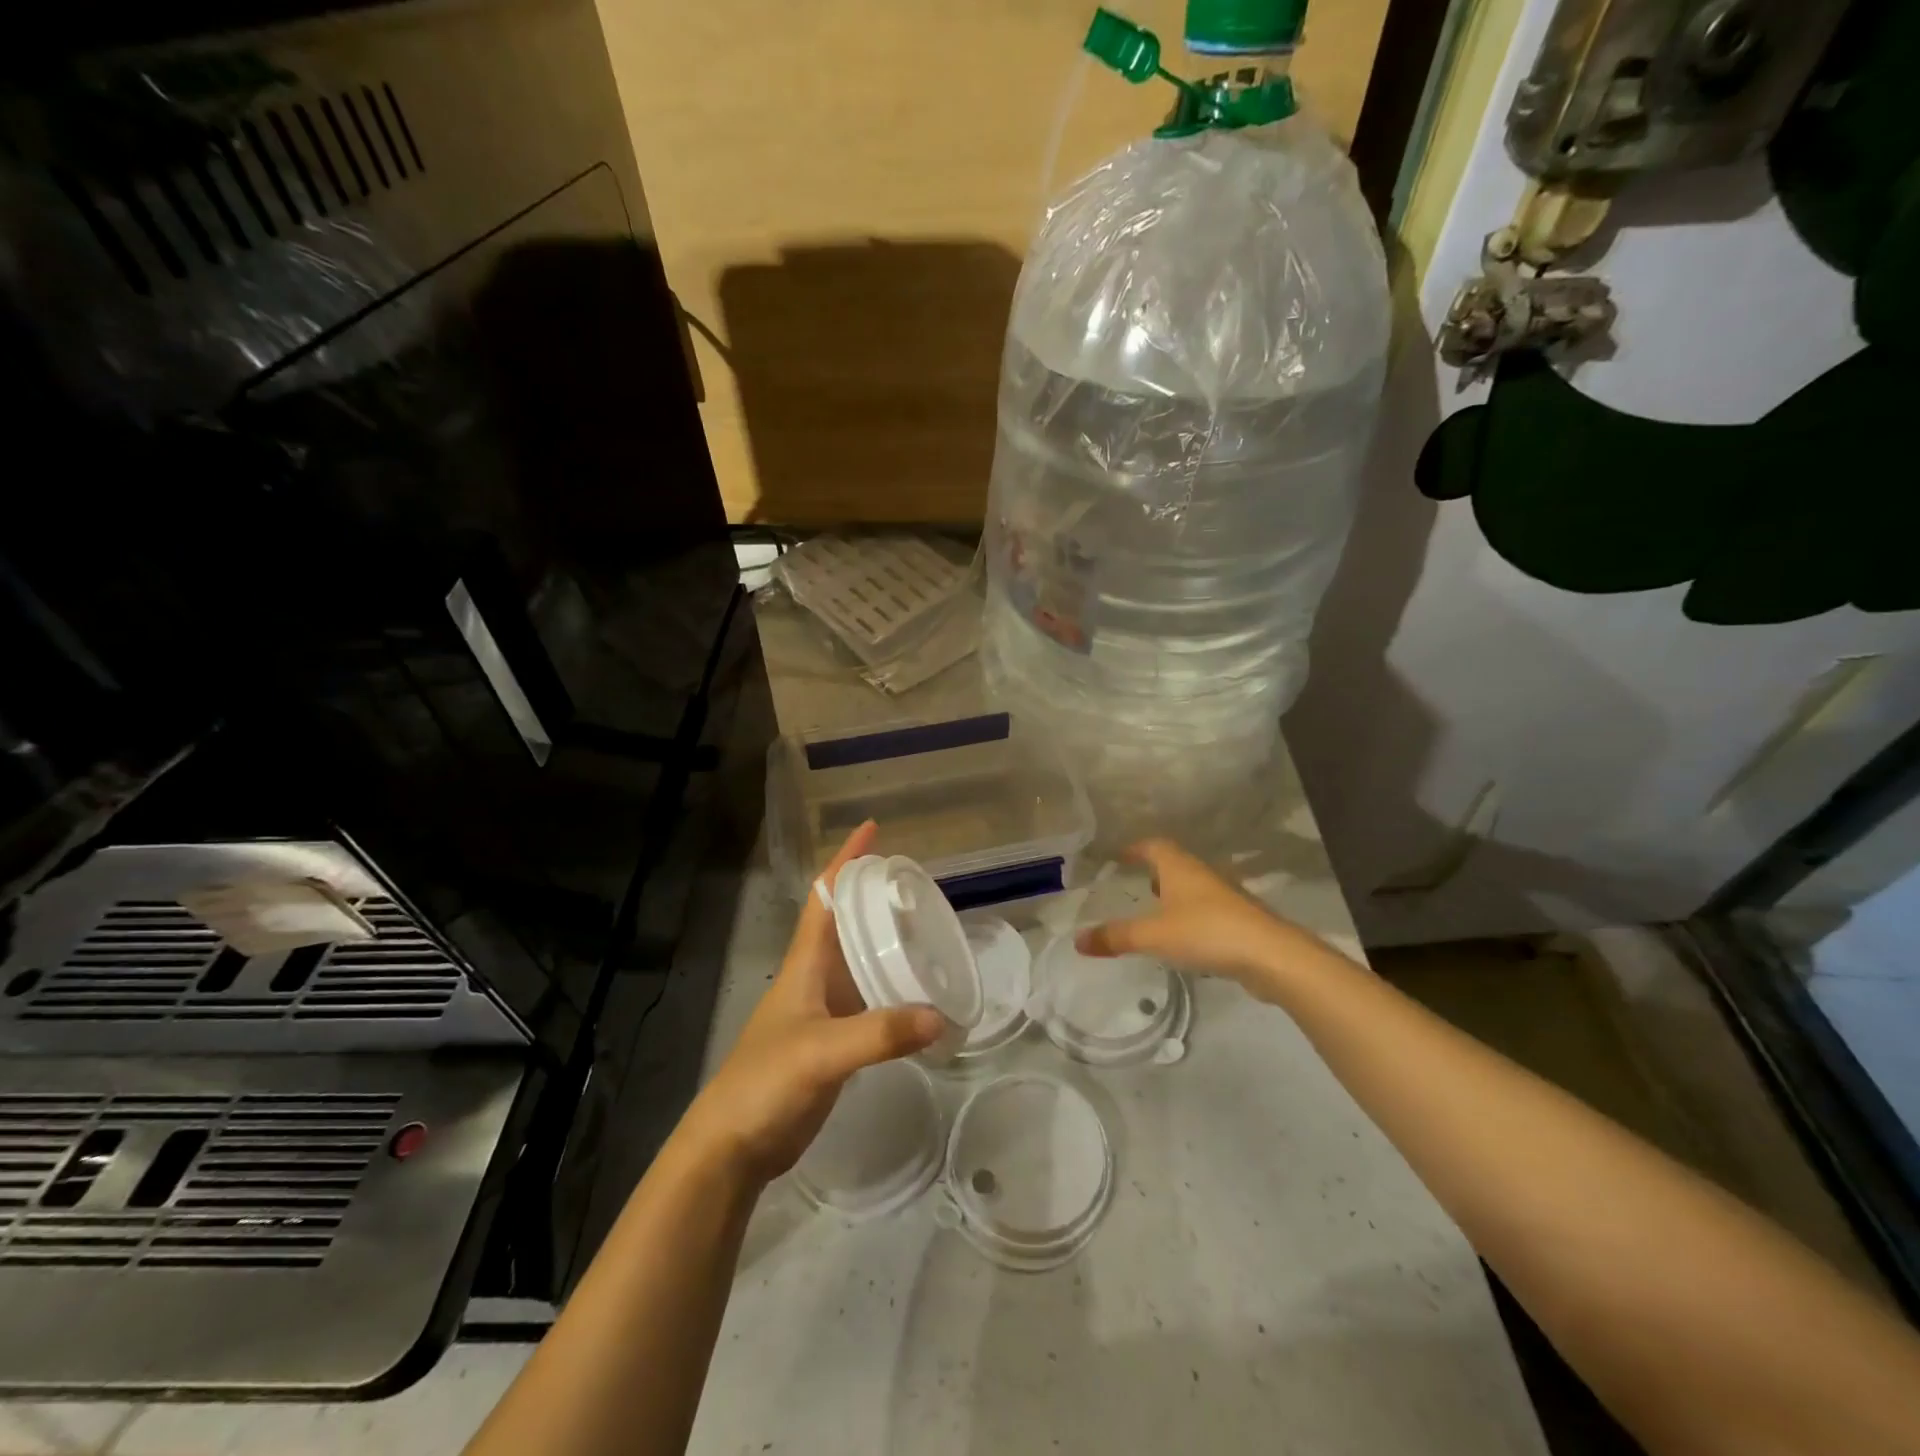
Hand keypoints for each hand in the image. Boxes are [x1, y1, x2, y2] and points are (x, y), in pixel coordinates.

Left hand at [679, 821, 944, 1183]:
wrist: (733, 1145)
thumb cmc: (765, 1082)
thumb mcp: (821, 1051)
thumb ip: (879, 1034)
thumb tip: (941, 1017)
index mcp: (805, 963)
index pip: (825, 897)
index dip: (846, 861)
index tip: (872, 829)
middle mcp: (815, 977)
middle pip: (846, 922)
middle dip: (874, 895)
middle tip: (917, 883)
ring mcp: (824, 1010)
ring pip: (860, 961)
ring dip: (887, 941)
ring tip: (928, 927)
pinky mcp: (835, 1041)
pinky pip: (870, 1000)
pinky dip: (894, 988)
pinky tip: (920, 994)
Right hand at [1073, 839, 1301, 997]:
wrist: (1271, 956)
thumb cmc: (1206, 932)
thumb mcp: (1153, 935)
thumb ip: (1116, 937)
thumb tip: (1077, 940)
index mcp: (1179, 867)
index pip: (1154, 846)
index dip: (1135, 848)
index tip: (1119, 856)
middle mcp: (1202, 874)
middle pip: (1175, 864)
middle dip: (1154, 871)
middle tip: (1135, 884)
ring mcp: (1224, 897)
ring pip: (1192, 887)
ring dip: (1174, 894)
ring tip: (1156, 912)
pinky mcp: (1239, 920)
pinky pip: (1206, 910)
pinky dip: (1190, 917)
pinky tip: (1183, 938)